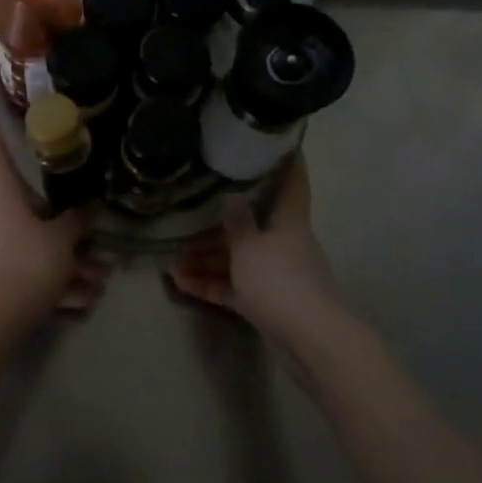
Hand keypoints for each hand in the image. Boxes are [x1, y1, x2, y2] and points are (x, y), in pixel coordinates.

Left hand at [0, 118, 109, 329]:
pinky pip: (32, 271)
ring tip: (98, 283)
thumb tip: (85, 208)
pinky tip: (81, 302)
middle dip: (69, 231)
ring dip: (70, 264)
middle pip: (34, 213)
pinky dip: (56, 284)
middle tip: (97, 246)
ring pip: (38, 246)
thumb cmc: (27, 265)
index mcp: (3, 199)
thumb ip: (76, 222)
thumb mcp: (61, 241)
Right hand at [167, 157, 343, 342]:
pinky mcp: (267, 302)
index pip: (292, 182)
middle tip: (186, 219)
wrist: (309, 339)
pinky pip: (234, 286)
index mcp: (288, 221)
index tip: (279, 143)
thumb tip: (231, 194)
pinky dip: (211, 284)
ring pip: (238, 259)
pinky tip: (181, 284)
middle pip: (251, 225)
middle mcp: (284, 242)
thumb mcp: (248, 245)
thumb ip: (236, 220)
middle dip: (217, 225)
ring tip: (172, 263)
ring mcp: (276, 274)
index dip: (288, 162)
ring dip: (206, 260)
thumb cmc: (279, 280)